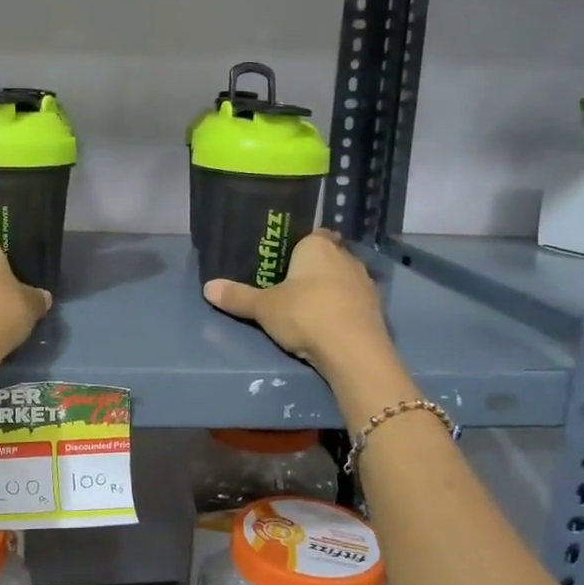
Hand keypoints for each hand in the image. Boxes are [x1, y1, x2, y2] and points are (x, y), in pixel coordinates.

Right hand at [203, 231, 391, 375]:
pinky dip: (342, 308)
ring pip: (342, 278)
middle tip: (289, 284)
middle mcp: (346, 256)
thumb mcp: (263, 307)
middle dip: (312, 268)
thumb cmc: (305, 314)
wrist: (353, 351)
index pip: (312, 233)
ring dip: (329, 289)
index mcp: (318, 246)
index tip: (284, 259)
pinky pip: (353, 301)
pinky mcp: (376, 309)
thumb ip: (237, 296)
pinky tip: (328, 323)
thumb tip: (207, 288)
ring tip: (307, 306)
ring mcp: (365, 282)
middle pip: (328, 256)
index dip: (299, 244)